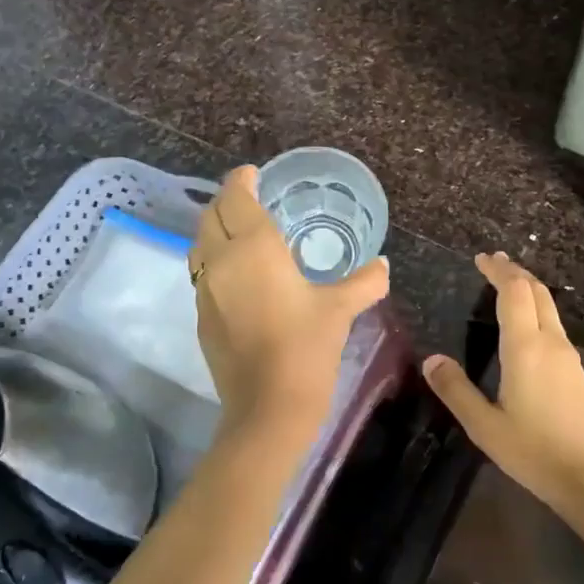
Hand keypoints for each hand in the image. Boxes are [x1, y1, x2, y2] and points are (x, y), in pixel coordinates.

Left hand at [189, 166, 389, 428]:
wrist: (267, 409)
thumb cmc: (306, 348)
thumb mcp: (340, 310)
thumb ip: (364, 282)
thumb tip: (383, 265)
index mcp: (254, 248)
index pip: (236, 198)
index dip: (241, 180)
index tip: (253, 174)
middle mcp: (221, 261)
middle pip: (210, 216)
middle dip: (226, 201)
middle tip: (250, 200)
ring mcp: (204, 291)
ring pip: (200, 245)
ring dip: (216, 230)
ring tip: (241, 234)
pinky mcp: (201, 317)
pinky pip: (203, 275)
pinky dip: (216, 262)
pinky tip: (239, 277)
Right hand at [422, 253, 583, 510]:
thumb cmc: (536, 452)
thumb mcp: (486, 427)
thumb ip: (457, 391)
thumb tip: (431, 360)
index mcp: (526, 348)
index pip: (515, 292)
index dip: (499, 271)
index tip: (482, 258)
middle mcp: (551, 343)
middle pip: (537, 292)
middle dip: (515, 273)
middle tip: (494, 263)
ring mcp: (570, 358)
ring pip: (550, 309)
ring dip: (529, 291)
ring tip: (507, 288)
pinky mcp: (579, 374)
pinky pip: (555, 328)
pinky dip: (538, 312)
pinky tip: (527, 330)